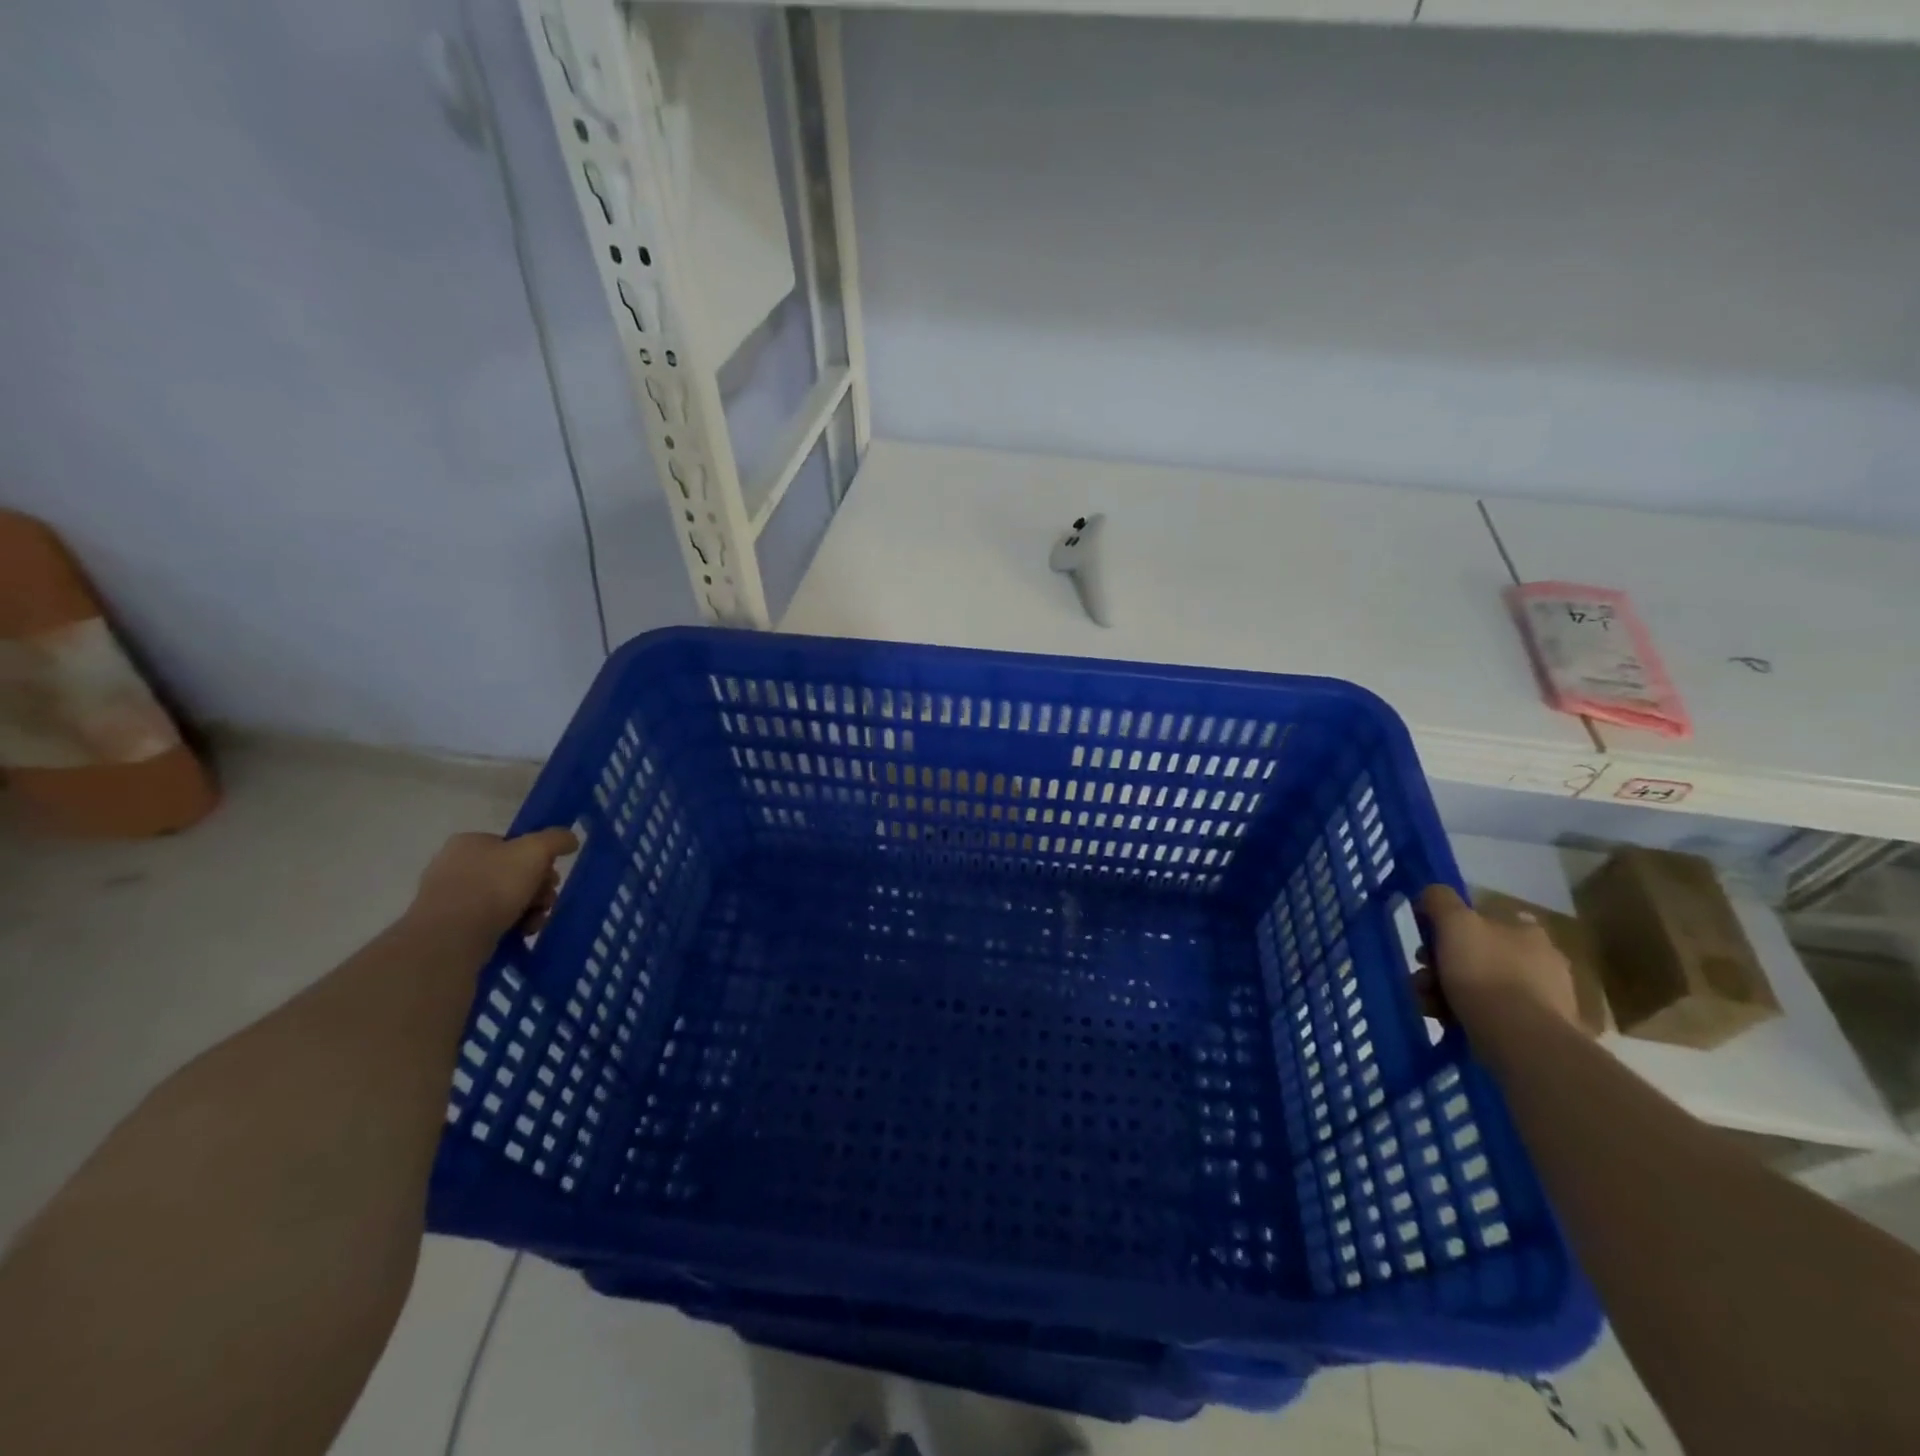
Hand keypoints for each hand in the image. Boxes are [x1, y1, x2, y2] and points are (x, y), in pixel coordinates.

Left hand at [409, 828, 579, 941]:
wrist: (452, 937)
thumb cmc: (494, 886)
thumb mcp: (536, 851)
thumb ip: (557, 839)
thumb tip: (570, 839)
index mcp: (469, 842)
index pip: (514, 845)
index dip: (539, 860)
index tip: (551, 877)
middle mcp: (454, 865)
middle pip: (513, 873)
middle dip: (537, 888)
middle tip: (547, 901)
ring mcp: (449, 897)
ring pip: (504, 898)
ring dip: (529, 908)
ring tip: (536, 921)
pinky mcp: (448, 926)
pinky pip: (489, 920)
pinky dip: (510, 925)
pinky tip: (521, 933)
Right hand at [1416, 884, 1582, 1036]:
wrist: (1520, 1038)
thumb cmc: (1484, 972)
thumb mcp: (1455, 922)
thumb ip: (1440, 900)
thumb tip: (1432, 894)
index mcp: (1527, 932)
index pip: (1486, 920)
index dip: (1451, 929)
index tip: (1428, 944)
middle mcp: (1544, 961)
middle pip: (1479, 955)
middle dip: (1443, 965)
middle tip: (1422, 977)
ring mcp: (1547, 999)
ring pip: (1483, 986)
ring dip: (1448, 991)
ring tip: (1428, 1004)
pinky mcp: (1541, 1032)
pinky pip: (1494, 1016)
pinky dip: (1468, 1015)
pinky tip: (1448, 1022)